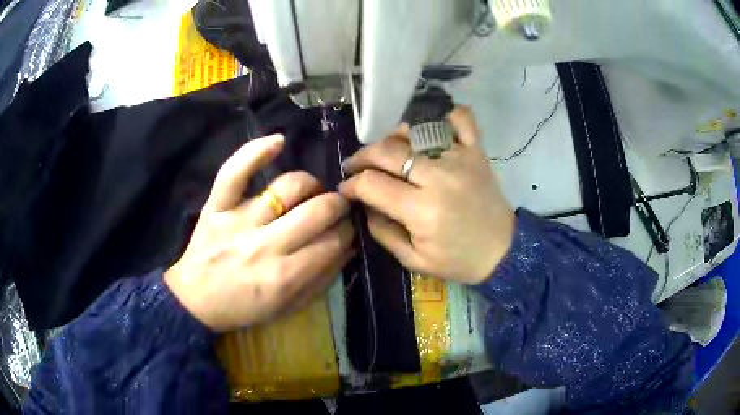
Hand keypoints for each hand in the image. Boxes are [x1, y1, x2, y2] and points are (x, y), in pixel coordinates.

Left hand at [165, 134, 354, 331]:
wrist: (195, 301)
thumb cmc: (243, 308)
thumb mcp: (287, 307)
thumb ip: (320, 280)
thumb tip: (349, 248)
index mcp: (284, 277)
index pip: (332, 242)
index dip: (347, 231)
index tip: (348, 228)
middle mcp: (265, 246)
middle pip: (317, 211)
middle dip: (337, 205)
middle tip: (338, 206)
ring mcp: (238, 221)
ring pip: (287, 187)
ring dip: (311, 184)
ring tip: (313, 190)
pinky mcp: (216, 207)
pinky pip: (235, 172)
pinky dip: (256, 151)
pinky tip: (278, 142)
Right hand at [339, 107, 513, 283]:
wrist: (503, 251)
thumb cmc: (458, 261)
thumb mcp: (413, 260)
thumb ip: (382, 231)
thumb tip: (363, 204)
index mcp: (421, 210)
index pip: (371, 183)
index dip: (351, 184)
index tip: (345, 189)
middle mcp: (438, 176)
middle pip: (386, 151)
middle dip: (361, 157)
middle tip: (355, 167)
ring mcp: (459, 157)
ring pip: (414, 130)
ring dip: (392, 137)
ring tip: (386, 152)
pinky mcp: (476, 151)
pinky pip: (459, 119)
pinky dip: (443, 115)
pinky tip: (428, 128)